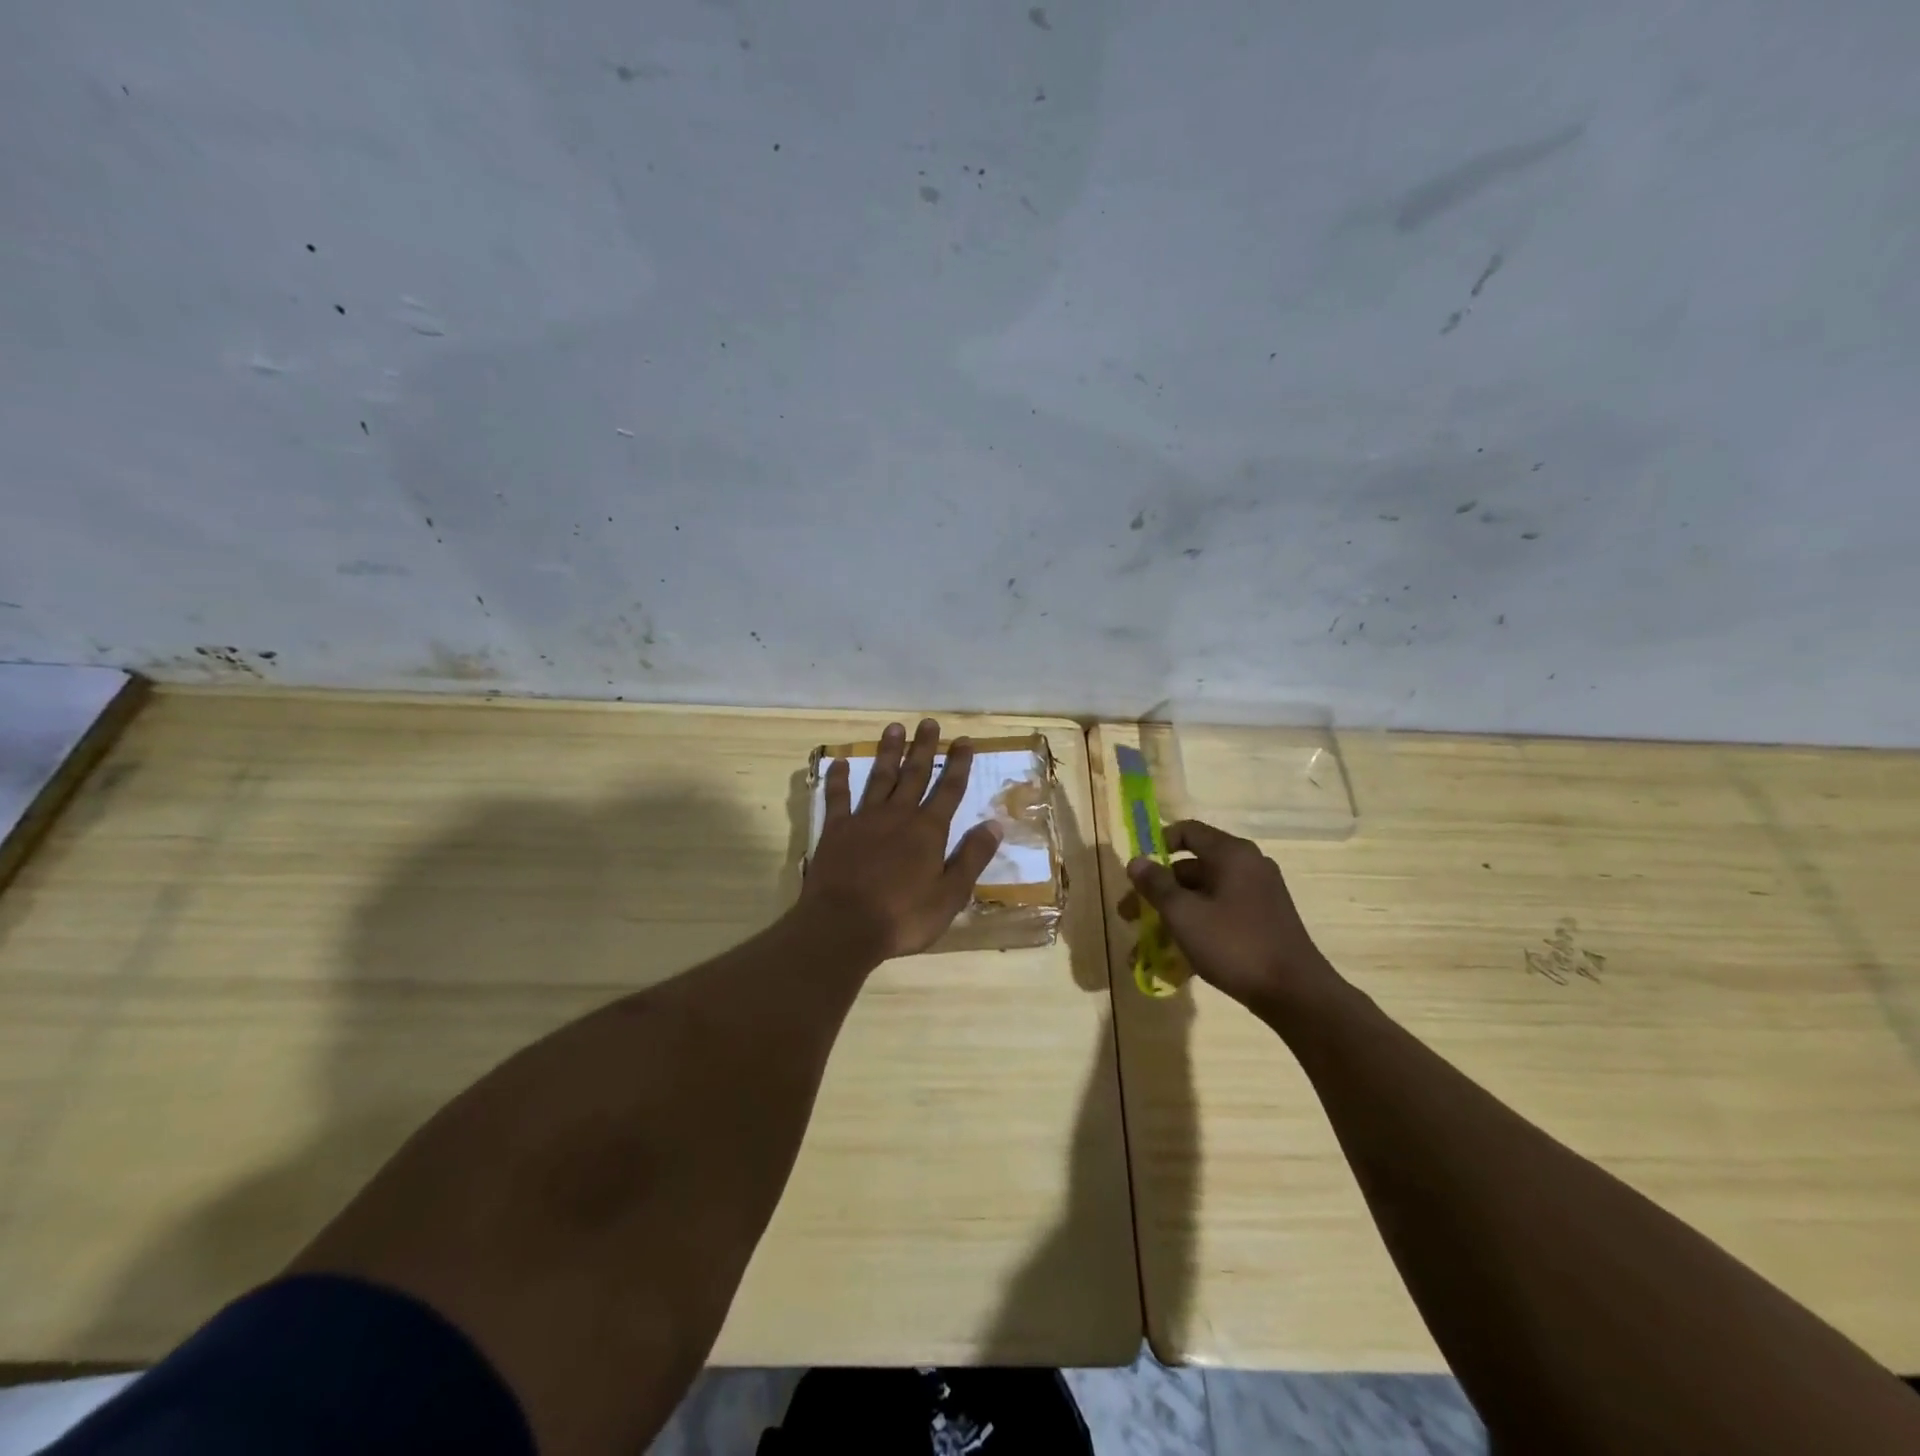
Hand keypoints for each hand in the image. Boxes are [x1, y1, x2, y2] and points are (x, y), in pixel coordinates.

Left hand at [799, 718, 1002, 961]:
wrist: (843, 927)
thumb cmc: (903, 917)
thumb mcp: (950, 895)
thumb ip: (971, 857)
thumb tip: (995, 824)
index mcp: (928, 831)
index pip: (949, 790)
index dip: (958, 764)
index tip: (964, 740)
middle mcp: (898, 816)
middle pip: (914, 775)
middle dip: (924, 748)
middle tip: (929, 722)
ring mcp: (864, 820)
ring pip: (879, 777)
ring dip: (888, 752)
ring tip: (894, 728)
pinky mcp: (835, 831)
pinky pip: (837, 798)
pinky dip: (839, 779)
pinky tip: (840, 762)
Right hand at [1125, 820, 1346, 1017]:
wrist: (1296, 993)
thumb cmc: (1234, 944)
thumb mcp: (1184, 914)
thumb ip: (1156, 885)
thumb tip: (1135, 861)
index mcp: (1231, 854)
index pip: (1188, 831)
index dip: (1157, 844)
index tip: (1137, 870)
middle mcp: (1247, 866)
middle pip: (1191, 868)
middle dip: (1157, 891)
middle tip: (1129, 916)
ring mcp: (1258, 895)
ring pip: (1203, 895)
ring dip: (1172, 915)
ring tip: (1146, 947)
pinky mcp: (1263, 921)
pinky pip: (1220, 914)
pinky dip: (1196, 928)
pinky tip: (1176, 960)